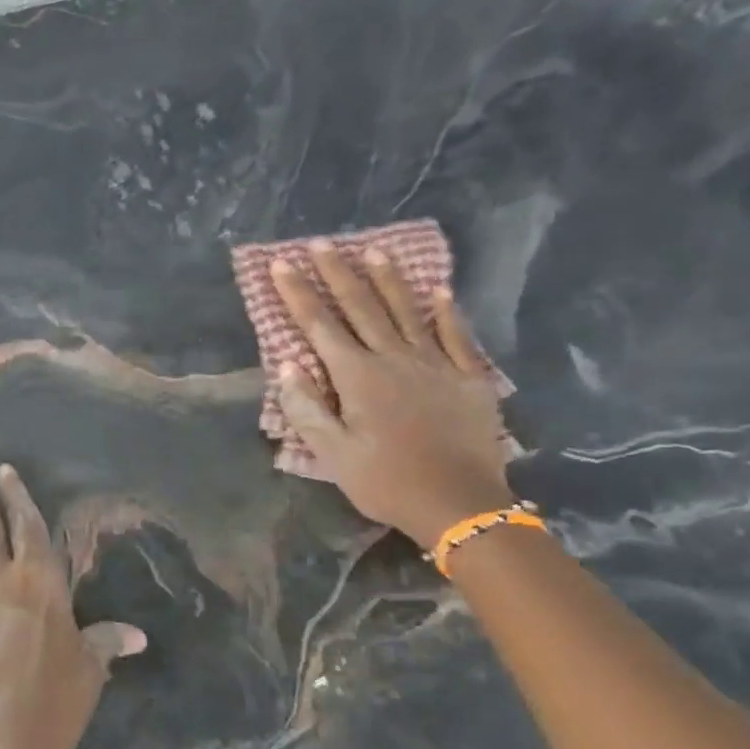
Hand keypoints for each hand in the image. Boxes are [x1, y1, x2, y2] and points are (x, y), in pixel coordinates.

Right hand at [270, 241, 513, 549]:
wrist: (460, 505)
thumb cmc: (386, 481)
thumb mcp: (333, 454)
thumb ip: (307, 408)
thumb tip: (287, 366)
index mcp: (357, 377)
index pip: (320, 326)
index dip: (297, 294)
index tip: (281, 265)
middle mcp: (394, 359)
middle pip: (361, 307)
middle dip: (337, 274)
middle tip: (320, 244)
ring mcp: (436, 364)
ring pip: (407, 311)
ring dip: (387, 280)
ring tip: (372, 252)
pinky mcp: (469, 378)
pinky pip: (456, 336)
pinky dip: (446, 312)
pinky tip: (440, 290)